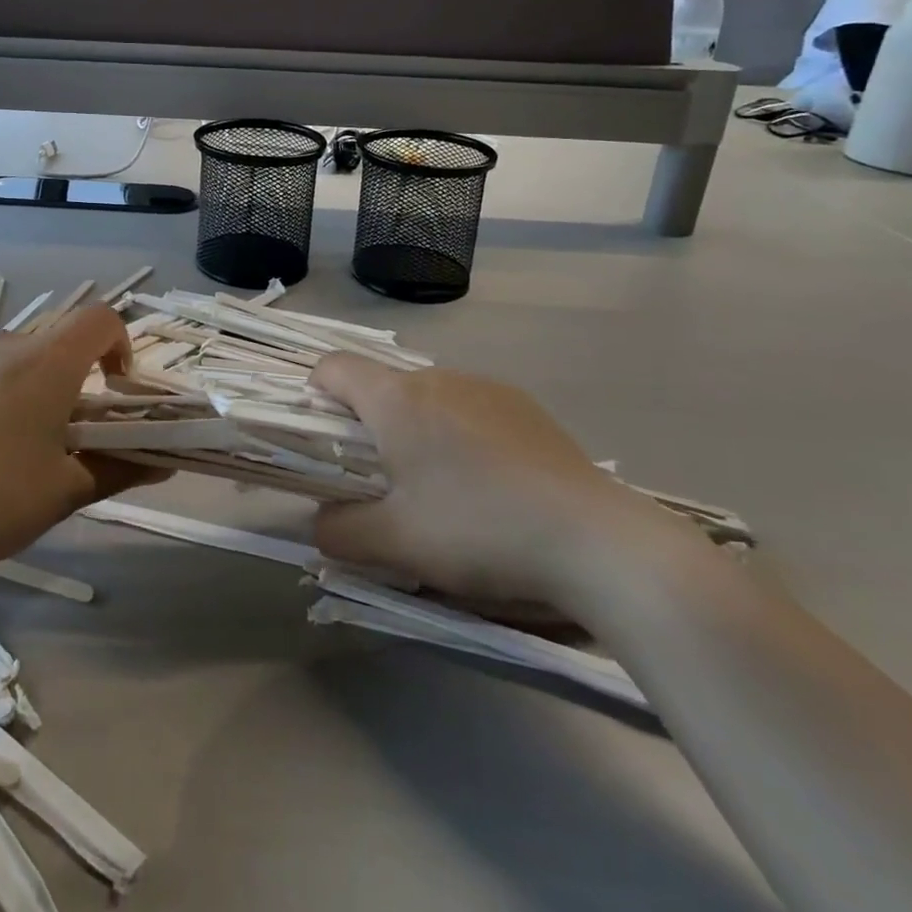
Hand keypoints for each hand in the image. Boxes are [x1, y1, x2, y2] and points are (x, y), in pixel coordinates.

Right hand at [310, 356, 676, 608]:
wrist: (595, 541)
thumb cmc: (479, 530)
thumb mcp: (396, 544)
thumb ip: (340, 531)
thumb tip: (321, 522)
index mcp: (397, 399)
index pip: (333, 367)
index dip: (316, 394)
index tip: (325, 441)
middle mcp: (438, 378)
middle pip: (381, 386)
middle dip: (369, 425)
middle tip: (382, 482)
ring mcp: (486, 387)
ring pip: (427, 398)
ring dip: (415, 430)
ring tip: (442, 489)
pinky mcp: (524, 406)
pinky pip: (469, 407)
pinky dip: (459, 434)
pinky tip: (490, 484)